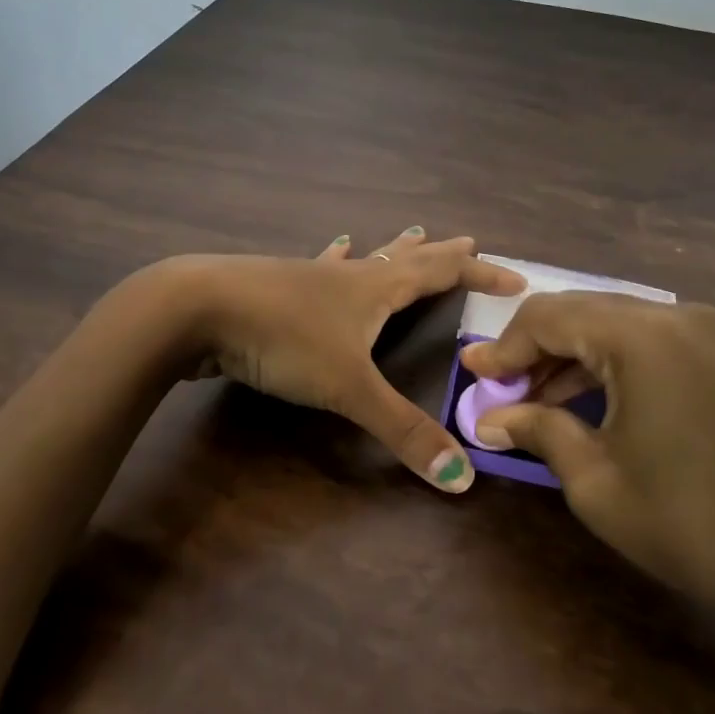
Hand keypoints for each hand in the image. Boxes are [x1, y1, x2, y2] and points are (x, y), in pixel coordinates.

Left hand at [173, 227, 525, 492]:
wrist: (197, 307)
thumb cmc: (283, 338)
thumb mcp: (349, 387)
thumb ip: (403, 431)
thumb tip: (462, 478)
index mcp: (376, 288)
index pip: (443, 273)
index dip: (481, 274)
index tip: (517, 278)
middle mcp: (350, 276)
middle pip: (407, 258)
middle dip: (441, 254)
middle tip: (468, 240)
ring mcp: (311, 277)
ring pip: (364, 259)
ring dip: (392, 251)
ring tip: (409, 234)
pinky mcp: (278, 288)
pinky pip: (322, 268)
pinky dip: (336, 257)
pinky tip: (334, 246)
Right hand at [459, 293, 714, 638]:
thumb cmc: (689, 523)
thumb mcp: (596, 480)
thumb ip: (538, 431)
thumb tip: (492, 419)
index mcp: (639, 335)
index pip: (548, 317)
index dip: (504, 347)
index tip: (473, 375)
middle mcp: (673, 316)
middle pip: (581, 313)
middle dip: (535, 349)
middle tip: (500, 391)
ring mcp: (705, 333)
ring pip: (615, 325)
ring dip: (571, 357)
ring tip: (536, 401)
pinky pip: (648, 344)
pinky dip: (610, 364)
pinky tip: (587, 401)